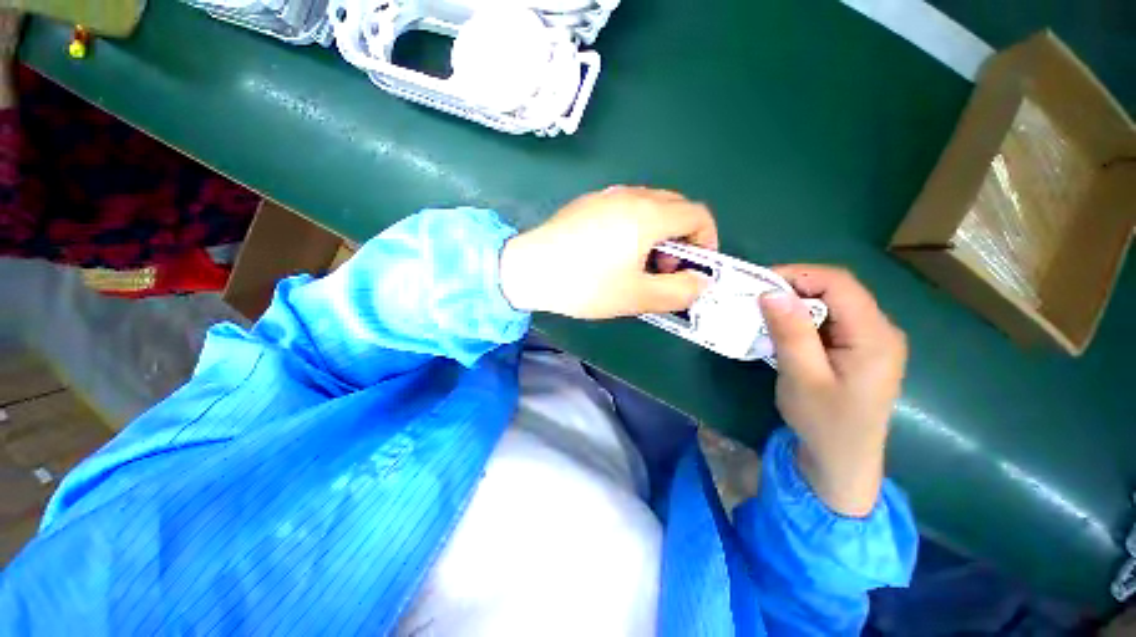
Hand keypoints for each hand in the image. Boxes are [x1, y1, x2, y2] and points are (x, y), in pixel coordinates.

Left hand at [500, 186, 717, 318]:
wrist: (529, 269)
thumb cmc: (586, 284)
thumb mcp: (638, 297)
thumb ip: (679, 292)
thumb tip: (699, 282)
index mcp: (649, 214)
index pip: (699, 215)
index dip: (706, 241)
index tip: (693, 268)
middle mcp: (631, 195)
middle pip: (676, 208)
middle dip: (681, 240)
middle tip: (662, 270)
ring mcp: (607, 195)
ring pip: (650, 207)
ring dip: (657, 234)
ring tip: (637, 264)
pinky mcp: (588, 202)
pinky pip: (625, 208)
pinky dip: (634, 227)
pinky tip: (612, 253)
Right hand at [759, 266, 906, 516]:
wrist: (843, 462)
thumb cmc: (824, 423)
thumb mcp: (802, 377)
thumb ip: (791, 332)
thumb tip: (771, 291)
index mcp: (874, 336)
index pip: (839, 283)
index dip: (798, 275)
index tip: (759, 285)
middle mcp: (881, 331)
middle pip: (838, 290)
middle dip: (794, 289)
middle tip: (756, 300)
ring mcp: (872, 341)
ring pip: (832, 304)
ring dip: (796, 305)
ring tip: (764, 315)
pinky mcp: (859, 350)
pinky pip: (831, 321)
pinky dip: (803, 320)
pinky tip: (784, 332)